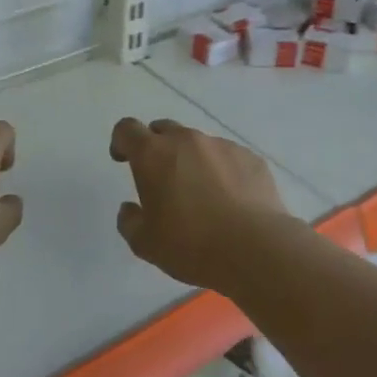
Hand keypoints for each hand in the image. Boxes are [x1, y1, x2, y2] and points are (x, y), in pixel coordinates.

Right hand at [108, 118, 286, 290]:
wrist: (255, 248)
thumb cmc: (191, 245)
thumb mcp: (145, 244)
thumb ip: (130, 221)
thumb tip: (130, 209)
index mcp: (154, 154)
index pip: (127, 129)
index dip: (121, 141)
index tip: (123, 160)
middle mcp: (187, 140)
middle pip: (163, 129)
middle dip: (156, 147)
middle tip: (161, 178)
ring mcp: (222, 145)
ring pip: (198, 144)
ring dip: (192, 160)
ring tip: (201, 194)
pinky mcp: (250, 157)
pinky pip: (228, 157)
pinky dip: (222, 171)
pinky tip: (230, 199)